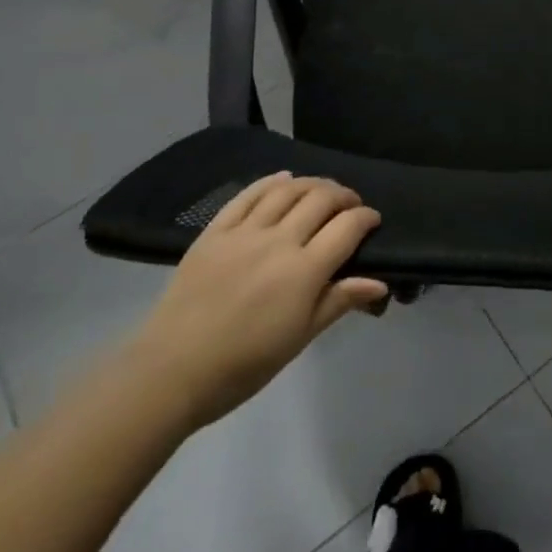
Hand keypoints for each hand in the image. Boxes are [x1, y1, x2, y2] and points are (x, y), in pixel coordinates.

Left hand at [125, 173, 386, 430]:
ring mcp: (244, 232)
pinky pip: (247, 195)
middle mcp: (278, 241)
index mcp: (304, 272)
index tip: (373, 221)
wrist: (172, 371)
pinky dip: (270, 182)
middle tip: (350, 205)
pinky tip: (282, 180)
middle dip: (343, 196)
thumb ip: (339, 301)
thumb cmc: (244, 365)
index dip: (366, 218)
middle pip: (320, 199)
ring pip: (287, 190)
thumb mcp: (299, 338)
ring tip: (322, 191)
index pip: (347, 228)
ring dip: (312, 184)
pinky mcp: (215, 231)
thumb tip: (379, 281)